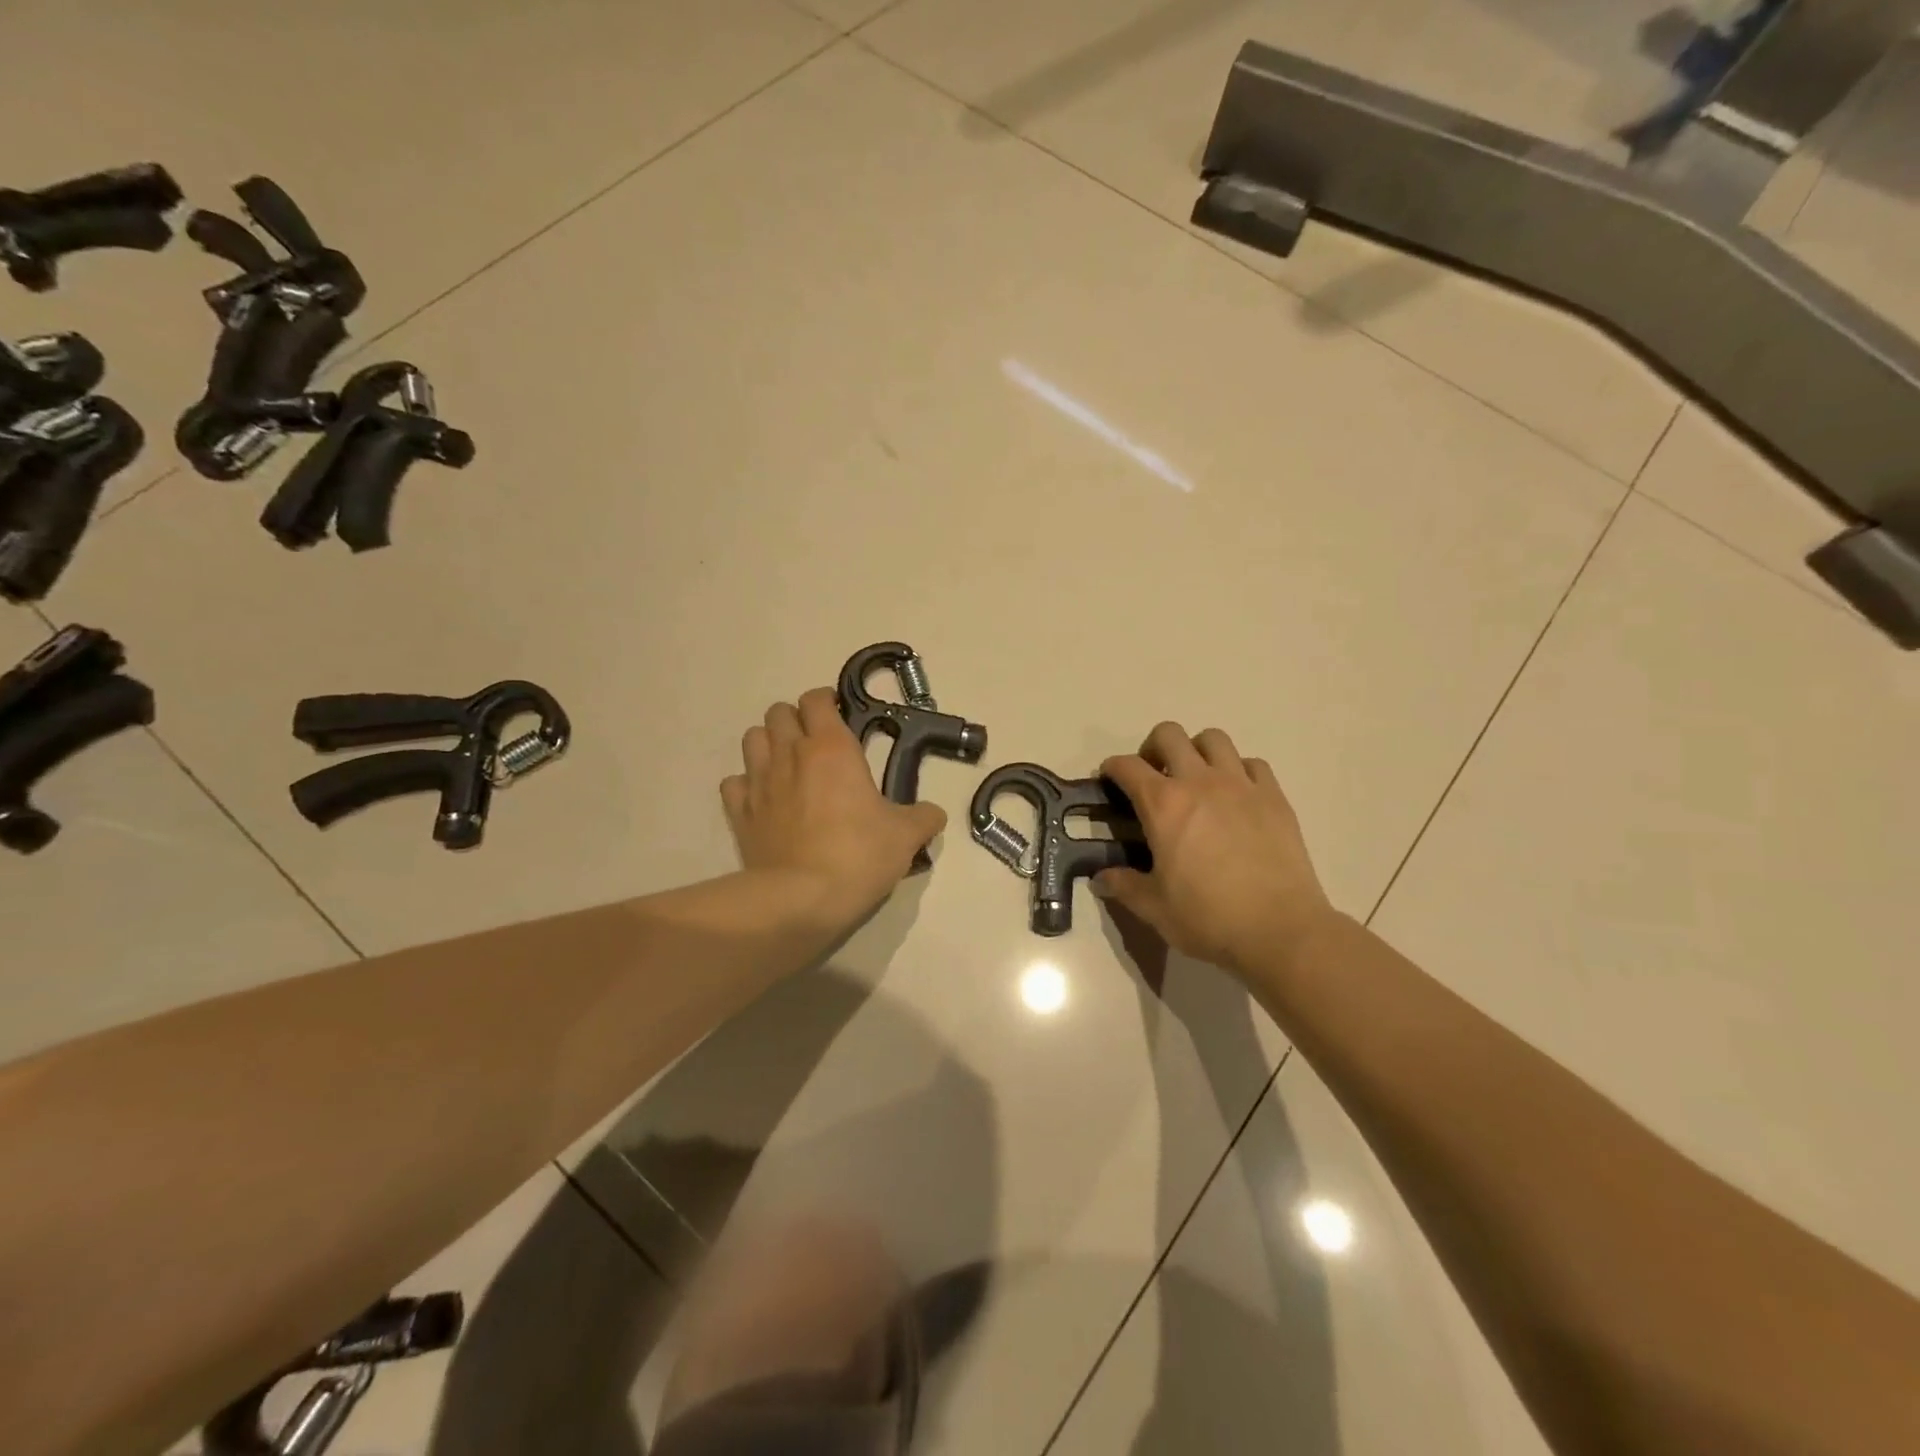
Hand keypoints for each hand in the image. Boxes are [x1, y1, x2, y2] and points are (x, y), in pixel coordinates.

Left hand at [721, 688, 945, 933]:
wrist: (801, 899)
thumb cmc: (858, 856)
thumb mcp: (905, 836)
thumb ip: (923, 818)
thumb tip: (933, 814)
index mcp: (831, 748)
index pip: (817, 700)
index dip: (826, 702)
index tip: (840, 717)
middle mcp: (790, 754)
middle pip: (778, 712)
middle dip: (795, 719)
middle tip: (814, 743)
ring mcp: (758, 781)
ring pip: (752, 738)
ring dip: (768, 743)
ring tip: (786, 764)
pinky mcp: (739, 812)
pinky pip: (734, 782)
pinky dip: (746, 784)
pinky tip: (763, 798)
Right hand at [1096, 723, 1337, 975]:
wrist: (1280, 930)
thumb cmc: (1208, 918)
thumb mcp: (1154, 907)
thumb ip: (1124, 885)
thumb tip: (1102, 877)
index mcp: (1163, 805)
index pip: (1127, 766)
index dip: (1112, 768)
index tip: (1110, 780)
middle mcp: (1200, 782)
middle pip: (1170, 735)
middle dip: (1153, 747)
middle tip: (1153, 776)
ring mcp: (1241, 785)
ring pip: (1214, 739)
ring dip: (1197, 750)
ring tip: (1195, 778)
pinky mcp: (1274, 797)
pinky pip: (1252, 764)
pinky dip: (1238, 771)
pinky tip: (1236, 796)